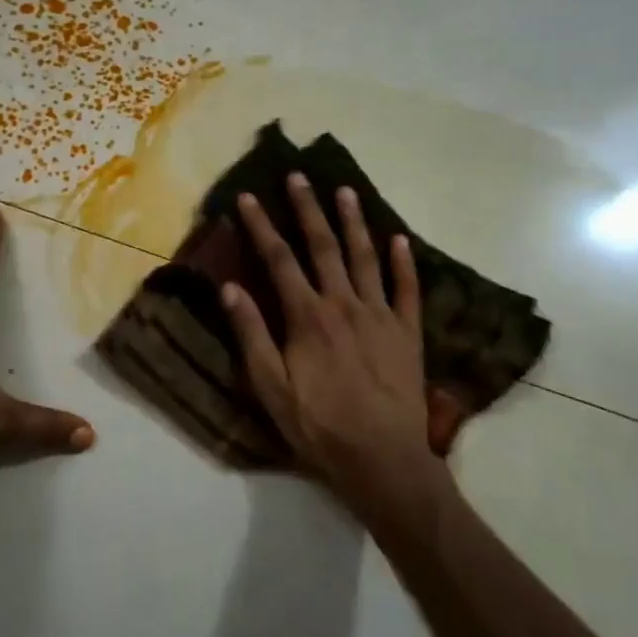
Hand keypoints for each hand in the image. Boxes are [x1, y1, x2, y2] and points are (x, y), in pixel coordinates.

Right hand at [222, 174, 444, 510]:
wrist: (383, 460)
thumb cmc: (319, 426)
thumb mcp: (271, 387)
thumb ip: (251, 335)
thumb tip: (230, 287)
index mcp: (307, 316)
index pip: (279, 259)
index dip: (261, 226)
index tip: (248, 197)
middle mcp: (344, 304)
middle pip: (324, 246)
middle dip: (308, 209)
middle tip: (299, 176)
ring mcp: (381, 315)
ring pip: (366, 257)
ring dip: (354, 222)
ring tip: (346, 190)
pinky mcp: (408, 333)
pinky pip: (408, 290)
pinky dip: (404, 263)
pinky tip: (400, 239)